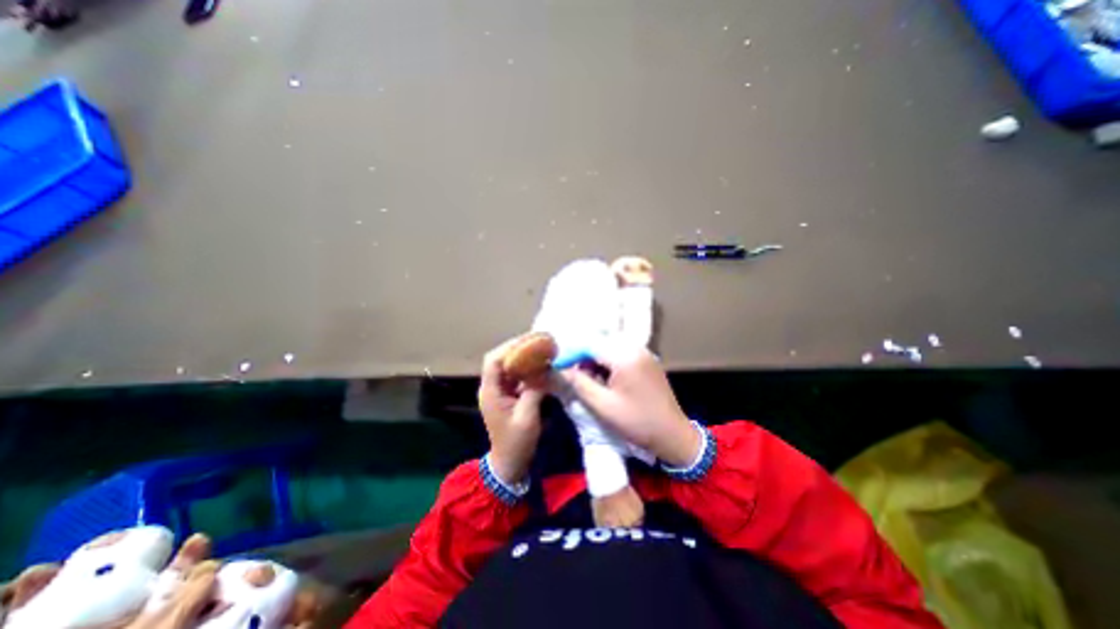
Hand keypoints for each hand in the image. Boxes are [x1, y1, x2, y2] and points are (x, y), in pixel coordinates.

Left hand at [479, 336, 550, 482]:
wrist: (509, 463)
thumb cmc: (516, 442)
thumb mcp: (527, 417)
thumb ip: (535, 390)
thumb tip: (545, 369)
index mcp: (491, 392)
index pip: (494, 361)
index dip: (510, 348)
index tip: (530, 341)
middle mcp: (492, 387)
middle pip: (501, 359)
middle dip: (519, 348)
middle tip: (538, 341)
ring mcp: (499, 390)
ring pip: (508, 366)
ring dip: (524, 356)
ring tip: (541, 348)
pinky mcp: (508, 395)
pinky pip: (516, 375)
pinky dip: (527, 368)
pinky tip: (540, 364)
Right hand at [560, 346, 698, 469]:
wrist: (673, 435)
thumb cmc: (637, 422)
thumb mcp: (603, 405)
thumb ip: (579, 383)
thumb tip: (560, 369)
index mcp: (624, 356)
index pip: (589, 343)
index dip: (571, 353)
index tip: (558, 366)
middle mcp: (635, 347)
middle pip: (600, 341)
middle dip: (583, 355)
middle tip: (572, 374)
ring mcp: (643, 352)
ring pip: (609, 346)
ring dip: (595, 358)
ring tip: (588, 378)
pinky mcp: (646, 359)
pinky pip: (621, 352)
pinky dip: (607, 361)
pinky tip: (604, 378)